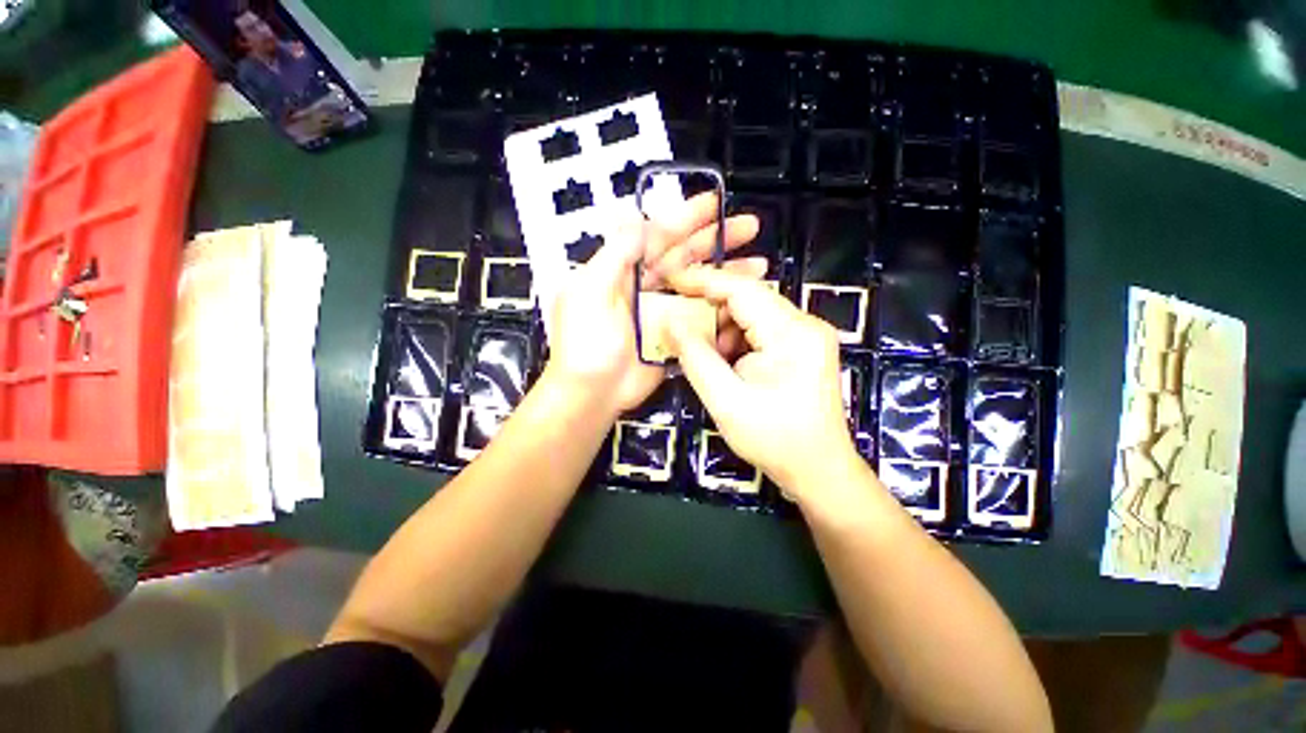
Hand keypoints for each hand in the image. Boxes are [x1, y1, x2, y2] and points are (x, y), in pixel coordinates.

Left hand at [543, 193, 764, 416]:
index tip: (716, 204)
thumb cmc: (586, 343)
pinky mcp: (674, 337)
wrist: (592, 394)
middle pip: (684, 258)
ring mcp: (661, 313)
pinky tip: (741, 302)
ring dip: (725, 274)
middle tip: (750, 227)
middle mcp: (644, 288)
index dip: (686, 219)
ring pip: (697, 286)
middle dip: (716, 241)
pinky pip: (700, 318)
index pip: (658, 237)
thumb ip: (616, 254)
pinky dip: (720, 309)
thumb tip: (638, 219)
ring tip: (759, 264)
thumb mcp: (590, 291)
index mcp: (622, 271)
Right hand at [667, 268, 858, 498]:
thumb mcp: (725, 400)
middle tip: (680, 327)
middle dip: (710, 311)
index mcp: (792, 332)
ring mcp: (807, 335)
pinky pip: (761, 331)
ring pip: (753, 315)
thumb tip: (669, 321)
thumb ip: (695, 356)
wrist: (819, 471)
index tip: (668, 280)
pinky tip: (726, 363)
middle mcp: (805, 324)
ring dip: (723, 329)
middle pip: (748, 299)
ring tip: (705, 356)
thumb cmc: (774, 440)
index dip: (702, 281)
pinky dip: (737, 341)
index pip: (741, 290)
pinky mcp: (803, 347)